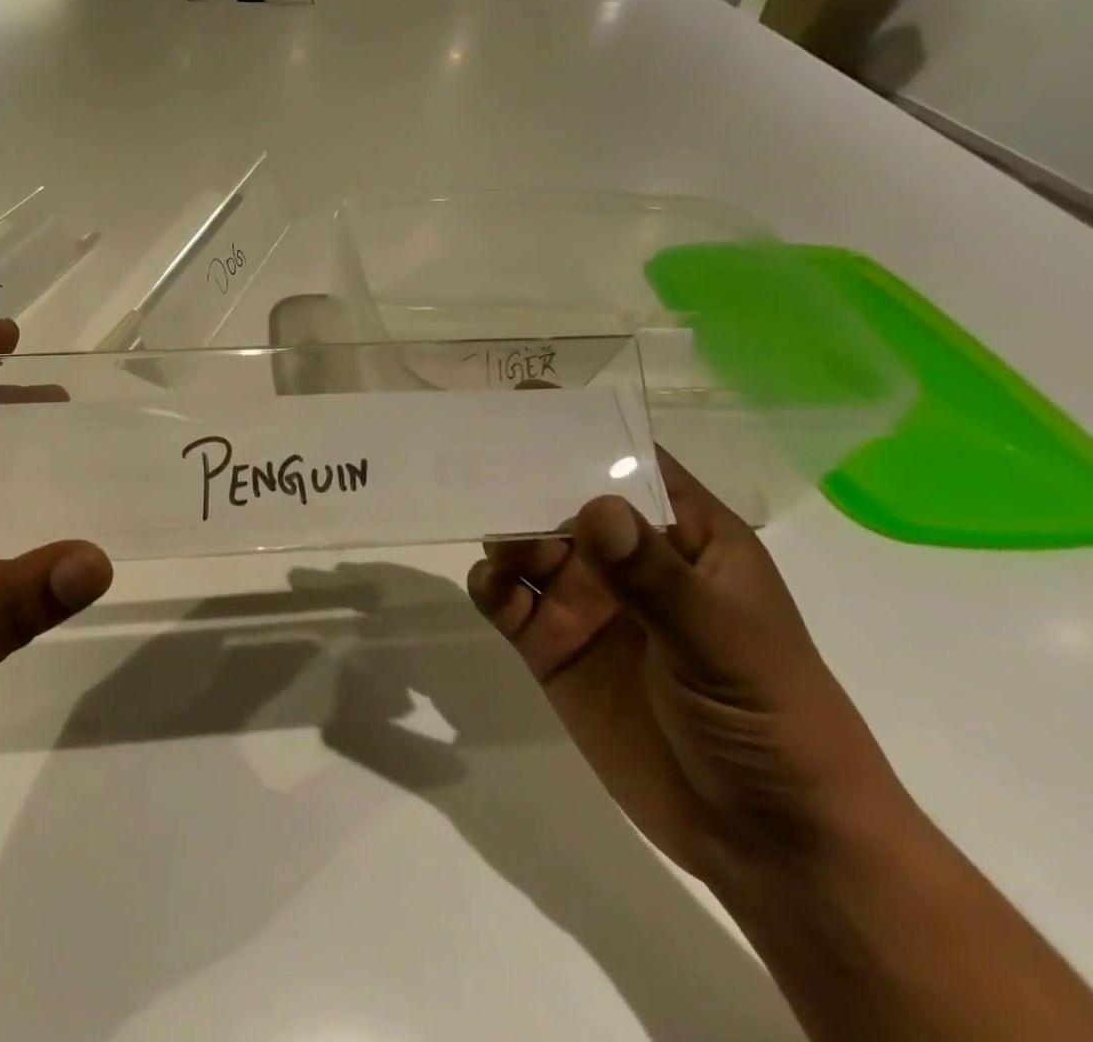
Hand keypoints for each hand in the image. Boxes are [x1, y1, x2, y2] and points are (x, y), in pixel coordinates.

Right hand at [468, 451, 908, 886]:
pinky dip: (489, 584)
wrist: (769, 846)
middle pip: (562, 500)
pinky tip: (493, 588)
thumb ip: (656, 579)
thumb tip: (593, 507)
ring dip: (503, 533)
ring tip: (497, 544)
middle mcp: (628, 562)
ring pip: (526, 544)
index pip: (631, 466)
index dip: (584, 431)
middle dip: (522, 480)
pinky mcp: (552, 645)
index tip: (526, 403)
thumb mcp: (727, 646)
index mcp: (686, 542)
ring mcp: (587, 603)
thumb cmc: (776, 725)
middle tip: (473, 460)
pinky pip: (506, 599)